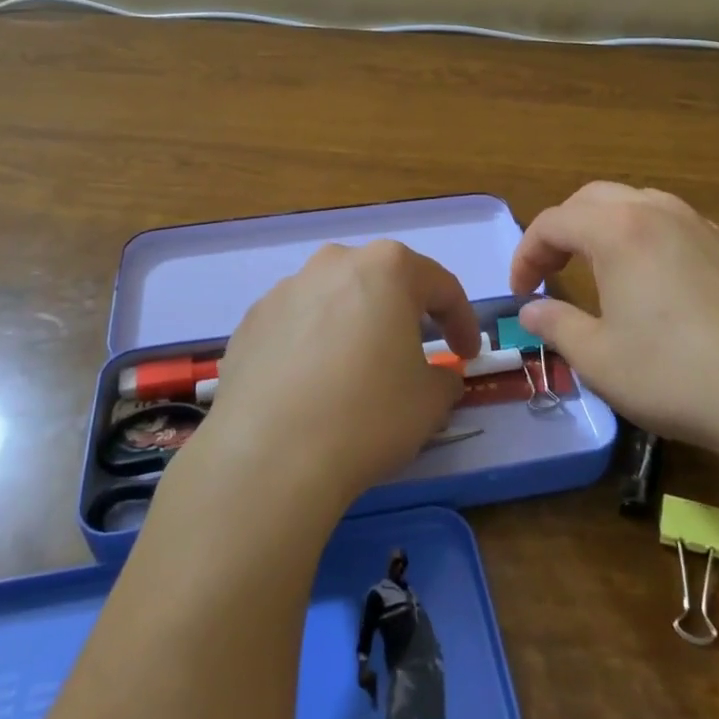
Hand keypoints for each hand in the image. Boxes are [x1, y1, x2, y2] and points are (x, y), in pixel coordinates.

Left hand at [185, 240, 479, 522]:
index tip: (467, 354)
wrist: (270, 455)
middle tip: (415, 353)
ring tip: (357, 372)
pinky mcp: (251, 322)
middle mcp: (333, 264)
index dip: (462, 320)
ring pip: (335, 300)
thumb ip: (444, 378)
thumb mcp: (430, 402)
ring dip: (354, 326)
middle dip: (404, 313)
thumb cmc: (368, 415)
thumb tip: (438, 376)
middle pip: (381, 282)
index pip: (440, 285)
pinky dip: (312, 345)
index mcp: (386, 268)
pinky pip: (296, 326)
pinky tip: (312, 387)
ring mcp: (285, 289)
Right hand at [509, 182, 718, 492]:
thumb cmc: (677, 376)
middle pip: (591, 199)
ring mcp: (700, 223)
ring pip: (635, 203)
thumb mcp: (599, 358)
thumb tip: (530, 311)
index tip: (520, 293)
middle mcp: (657, 211)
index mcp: (617, 230)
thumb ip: (555, 325)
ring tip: (597, 269)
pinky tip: (652, 280)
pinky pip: (672, 222)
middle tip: (551, 272)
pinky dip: (643, 237)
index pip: (553, 222)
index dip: (526, 254)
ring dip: (603, 228)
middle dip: (562, 231)